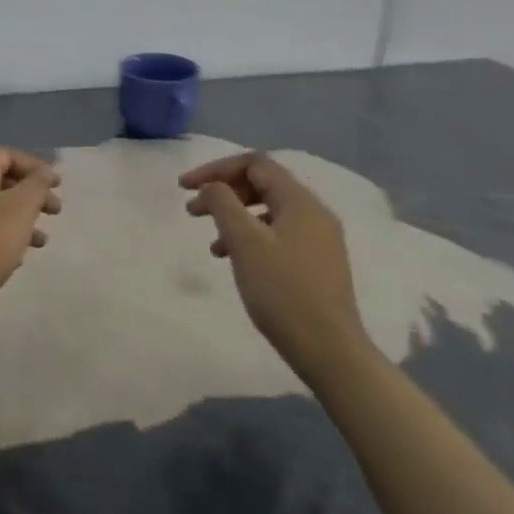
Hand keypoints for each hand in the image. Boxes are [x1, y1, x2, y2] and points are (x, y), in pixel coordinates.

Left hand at [0, 147, 60, 312]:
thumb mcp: (21, 207)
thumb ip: (37, 184)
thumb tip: (44, 171)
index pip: (6, 154)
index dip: (34, 166)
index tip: (57, 185)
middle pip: (0, 180)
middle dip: (31, 194)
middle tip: (55, 211)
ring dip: (21, 218)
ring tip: (41, 241)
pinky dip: (3, 234)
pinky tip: (17, 257)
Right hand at [182, 151, 371, 385]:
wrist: (328, 349)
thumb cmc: (282, 290)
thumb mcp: (245, 242)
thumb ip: (223, 204)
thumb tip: (212, 186)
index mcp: (300, 201)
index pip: (255, 164)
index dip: (216, 169)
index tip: (184, 187)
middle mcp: (314, 213)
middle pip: (262, 185)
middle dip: (223, 192)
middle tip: (192, 211)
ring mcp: (318, 239)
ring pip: (267, 212)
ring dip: (234, 217)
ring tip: (211, 242)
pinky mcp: (316, 263)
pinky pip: (276, 235)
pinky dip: (250, 238)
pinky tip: (234, 261)